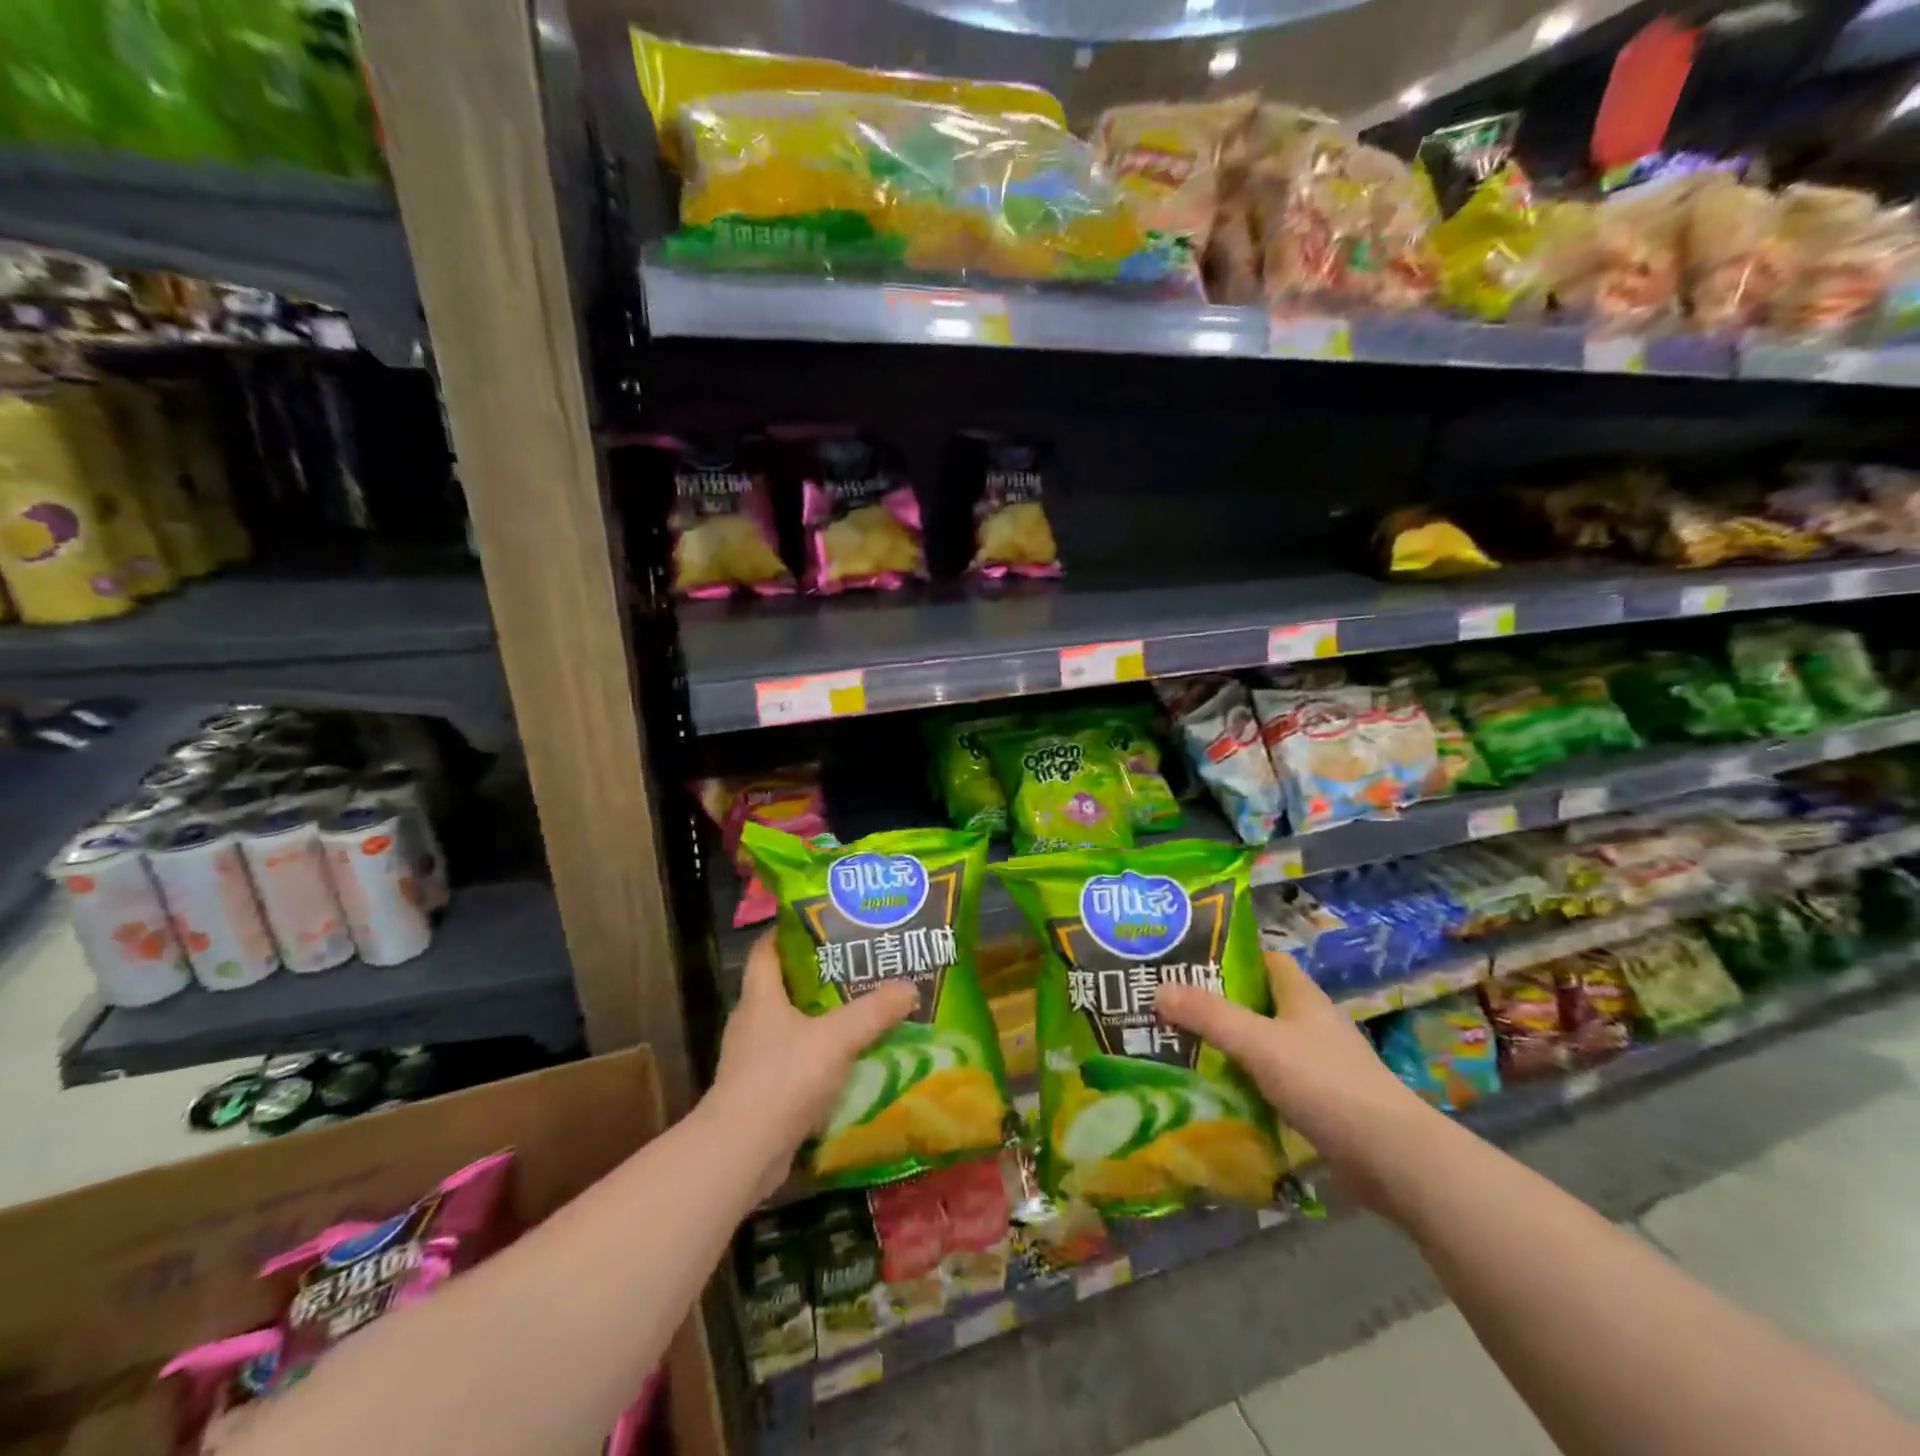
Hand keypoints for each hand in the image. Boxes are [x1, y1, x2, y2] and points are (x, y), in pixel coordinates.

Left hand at [709, 931, 916, 1196]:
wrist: (742, 1151)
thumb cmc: (783, 1077)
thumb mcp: (837, 1038)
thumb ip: (873, 1012)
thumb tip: (909, 988)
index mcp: (760, 997)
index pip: (766, 950)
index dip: (788, 932)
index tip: (820, 922)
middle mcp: (751, 1023)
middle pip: (782, 987)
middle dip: (816, 976)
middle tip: (855, 966)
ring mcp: (752, 1060)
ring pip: (789, 1026)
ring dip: (819, 1020)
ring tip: (858, 1012)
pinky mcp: (760, 1093)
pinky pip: (793, 1063)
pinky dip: (817, 1058)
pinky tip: (847, 1062)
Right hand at [1155, 949, 1442, 1210]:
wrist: (1391, 1158)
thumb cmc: (1325, 1083)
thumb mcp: (1258, 1042)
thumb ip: (1208, 1015)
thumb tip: (1157, 990)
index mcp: (1302, 997)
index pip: (1266, 961)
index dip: (1231, 958)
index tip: (1189, 964)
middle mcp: (1312, 1025)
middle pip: (1260, 1003)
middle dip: (1219, 1005)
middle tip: (1172, 1009)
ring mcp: (1320, 1066)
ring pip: (1265, 1046)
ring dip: (1230, 1048)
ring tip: (1182, 1050)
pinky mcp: (1322, 1104)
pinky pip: (1273, 1084)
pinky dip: (1247, 1085)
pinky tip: (1217, 1096)